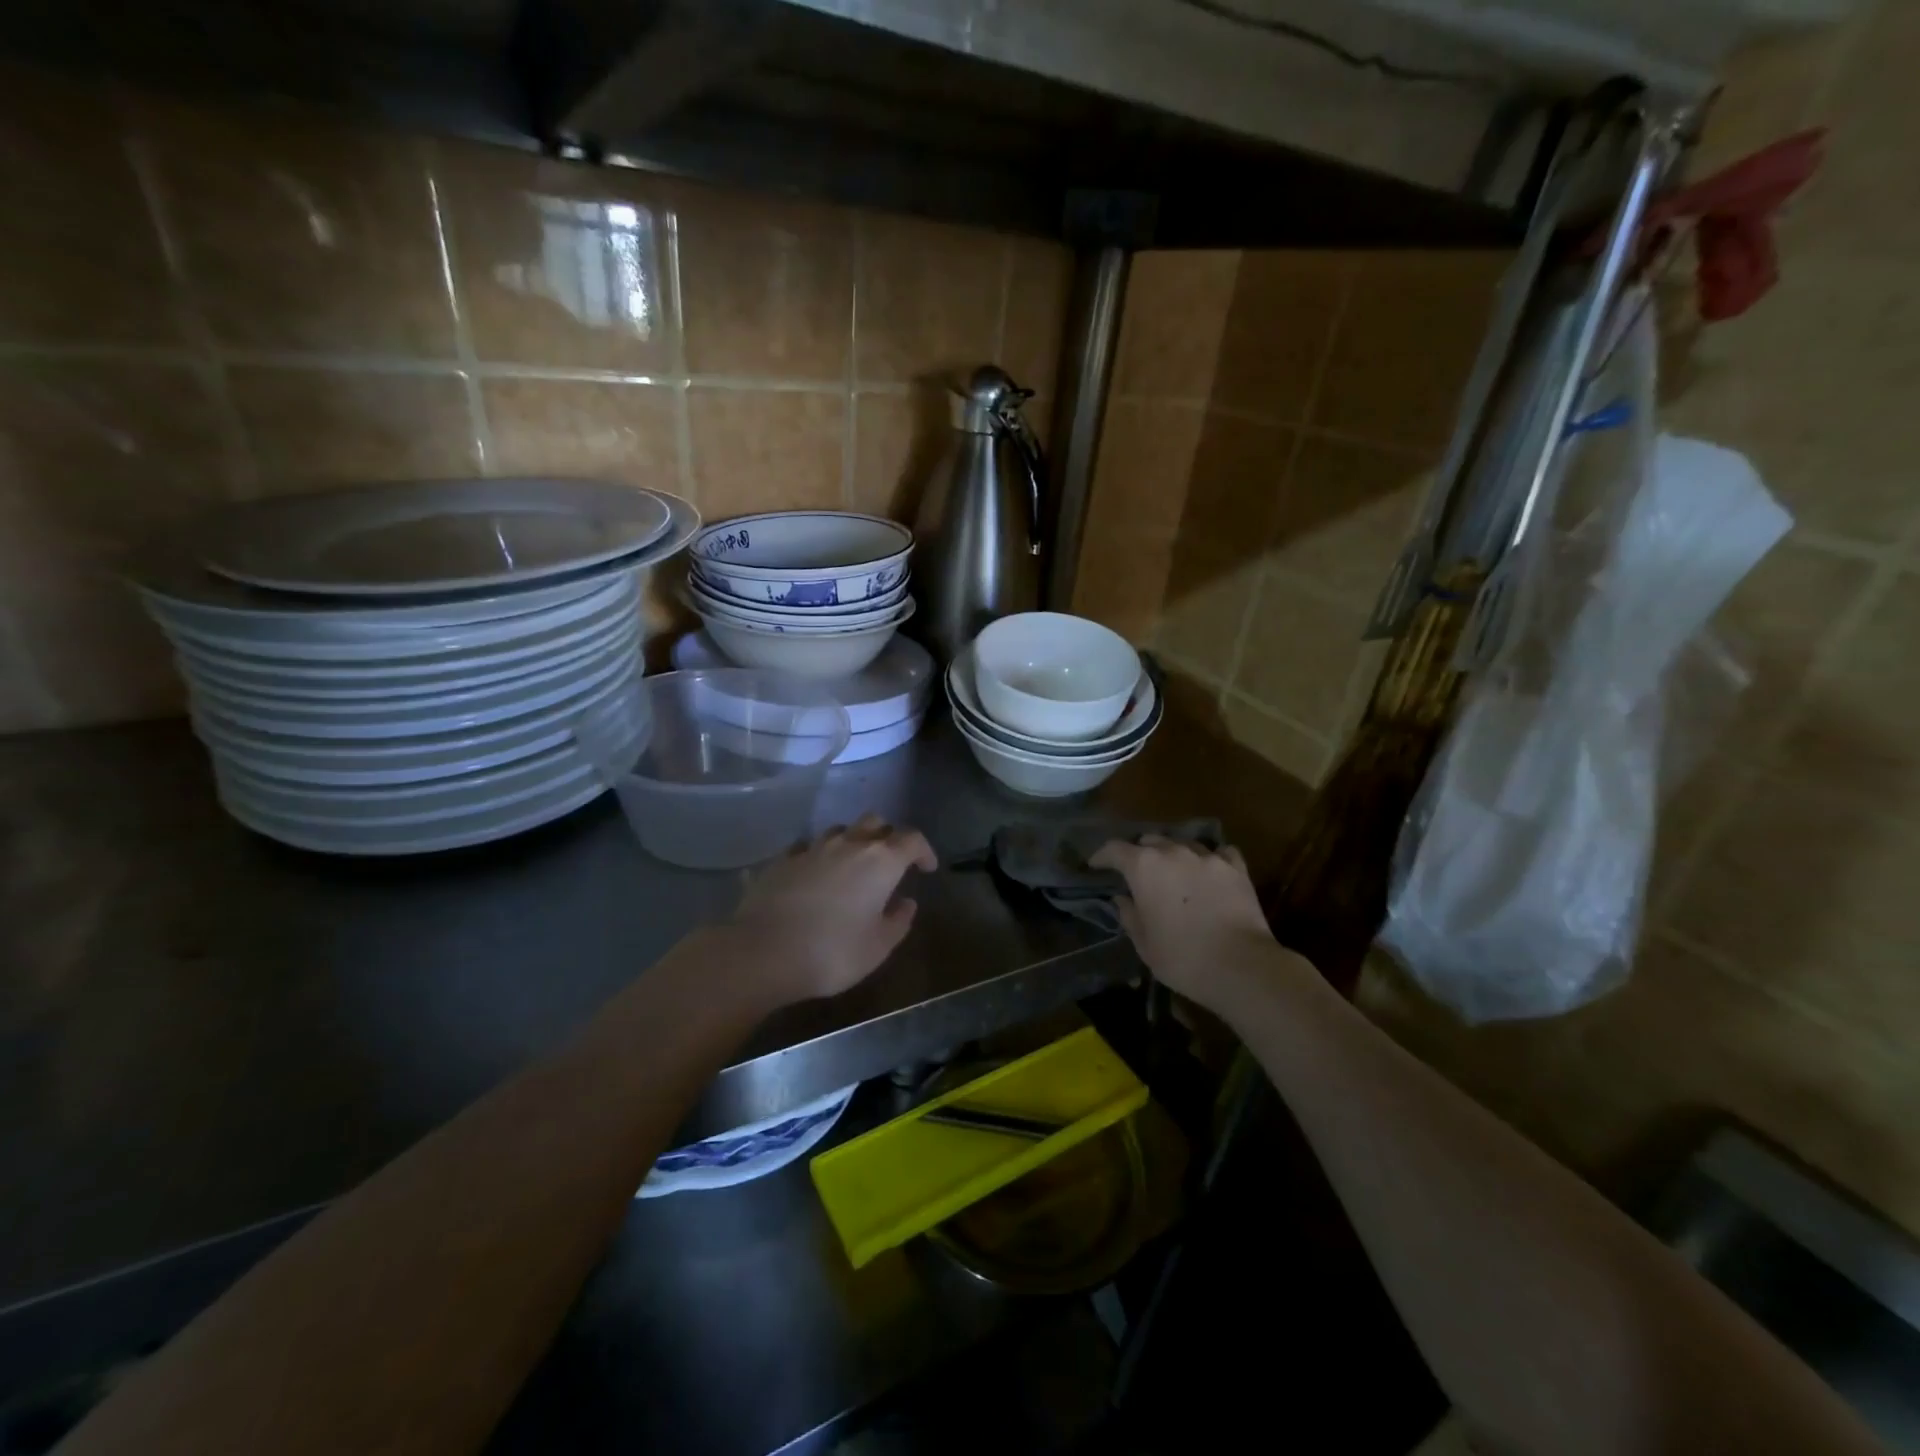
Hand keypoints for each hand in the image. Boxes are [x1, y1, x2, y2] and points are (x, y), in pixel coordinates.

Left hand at [726, 814, 937, 1002]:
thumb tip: (907, 902)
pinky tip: (814, 874)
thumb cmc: (831, 952)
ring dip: (853, 842)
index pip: (911, 839)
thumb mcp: (878, 947)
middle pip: (876, 822)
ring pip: (841, 830)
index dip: (923, 850)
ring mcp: (812, 848)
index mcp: (880, 861)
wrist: (762, 952)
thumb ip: (899, 921)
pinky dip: (819, 855)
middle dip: (888, 836)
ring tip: (852, 866)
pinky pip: (808, 846)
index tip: (926, 868)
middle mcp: (849, 844)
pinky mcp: (782, 859)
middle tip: (890, 862)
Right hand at [1089, 834, 1293, 1009]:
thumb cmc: (1182, 958)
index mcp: (1144, 867)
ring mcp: (1208, 857)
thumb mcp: (1144, 943)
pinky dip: (1210, 859)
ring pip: (1183, 843)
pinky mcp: (1236, 868)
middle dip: (1139, 853)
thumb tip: (1122, 899)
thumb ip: (1129, 915)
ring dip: (1173, 854)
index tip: (1095, 866)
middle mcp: (1174, 852)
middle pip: (1149, 840)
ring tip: (1174, 871)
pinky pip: (1219, 853)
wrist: (1241, 966)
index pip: (1114, 849)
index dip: (1101, 856)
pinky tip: (1210, 871)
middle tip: (1136, 872)